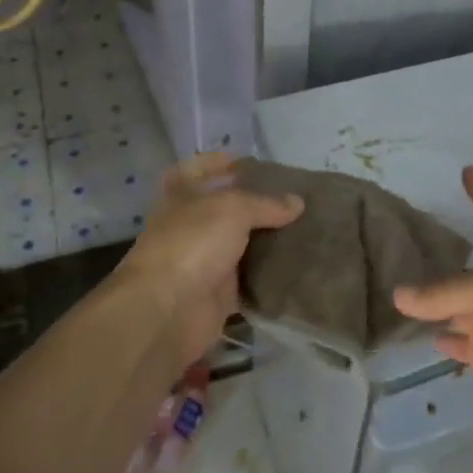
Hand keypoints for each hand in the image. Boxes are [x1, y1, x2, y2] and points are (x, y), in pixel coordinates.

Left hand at [112, 153, 303, 369]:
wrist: (168, 309)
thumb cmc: (193, 243)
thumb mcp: (233, 209)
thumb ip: (266, 203)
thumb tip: (298, 202)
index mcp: (183, 196)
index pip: (197, 170)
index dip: (219, 162)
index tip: (251, 162)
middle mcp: (191, 225)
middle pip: (225, 208)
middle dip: (255, 203)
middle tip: (293, 197)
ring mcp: (204, 260)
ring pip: (240, 243)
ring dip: (266, 239)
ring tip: (304, 227)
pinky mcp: (219, 293)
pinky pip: (249, 278)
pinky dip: (269, 274)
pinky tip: (297, 263)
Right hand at [394, 166, 472, 419]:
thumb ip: (443, 293)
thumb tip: (398, 296)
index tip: (469, 169)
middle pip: (466, 265)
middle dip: (443, 254)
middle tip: (405, 240)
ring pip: (456, 306)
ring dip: (434, 300)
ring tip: (400, 285)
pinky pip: (458, 343)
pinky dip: (444, 339)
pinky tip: (425, 333)